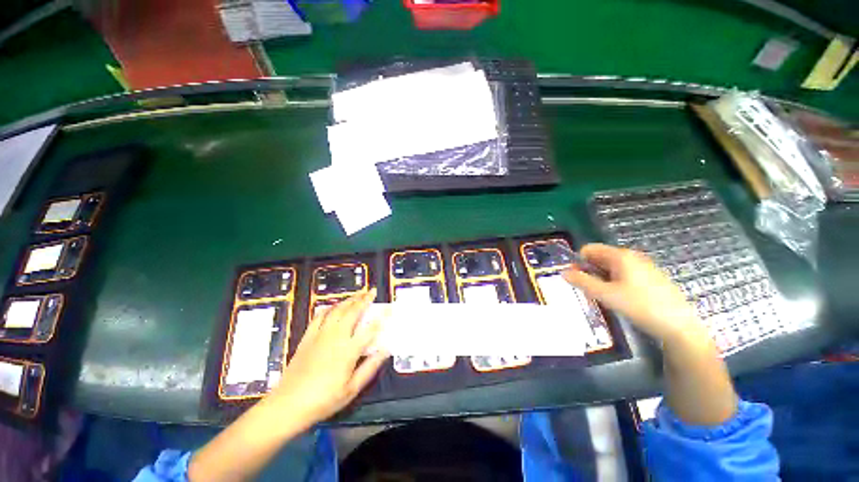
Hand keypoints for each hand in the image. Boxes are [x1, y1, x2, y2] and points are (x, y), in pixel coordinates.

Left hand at [269, 289, 388, 425]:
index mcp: (348, 350)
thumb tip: (386, 350)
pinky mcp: (308, 337)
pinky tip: (334, 306)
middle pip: (352, 312)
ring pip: (337, 310)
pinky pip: (319, 316)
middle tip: (372, 291)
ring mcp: (320, 335)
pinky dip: (329, 308)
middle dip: (364, 299)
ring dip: (349, 300)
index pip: (370, 329)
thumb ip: (370, 367)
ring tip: (358, 294)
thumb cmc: (323, 400)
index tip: (389, 309)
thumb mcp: (352, 389)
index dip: (382, 317)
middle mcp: (336, 337)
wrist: (287, 405)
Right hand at [562, 243, 700, 341]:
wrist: (679, 326)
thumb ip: (582, 281)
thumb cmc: (640, 307)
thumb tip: (563, 272)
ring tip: (606, 297)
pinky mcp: (649, 277)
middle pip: (599, 257)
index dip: (578, 262)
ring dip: (601, 279)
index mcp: (620, 256)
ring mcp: (642, 266)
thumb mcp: (606, 295)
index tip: (578, 279)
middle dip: (590, 272)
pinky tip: (621, 299)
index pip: (589, 249)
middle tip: (591, 291)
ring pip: (610, 267)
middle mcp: (631, 256)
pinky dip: (614, 282)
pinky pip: (623, 274)